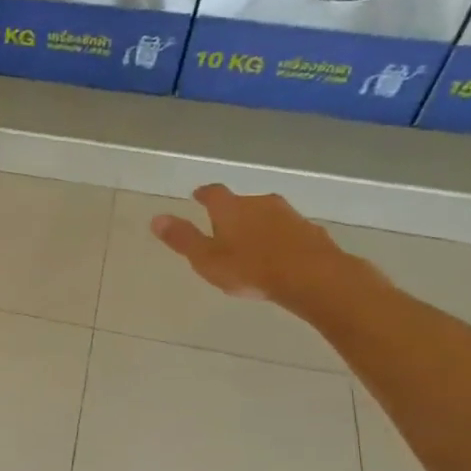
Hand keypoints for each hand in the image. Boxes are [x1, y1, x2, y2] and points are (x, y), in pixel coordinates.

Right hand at [150, 185, 374, 311]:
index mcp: (231, 208)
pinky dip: (281, 239)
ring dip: (258, 225)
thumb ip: (182, 239)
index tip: (197, 196)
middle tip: (223, 226)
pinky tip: (280, 255)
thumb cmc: (250, 268)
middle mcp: (260, 203)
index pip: (213, 193)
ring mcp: (290, 216)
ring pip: (268, 215)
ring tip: (251, 243)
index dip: (204, 194)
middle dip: (233, 212)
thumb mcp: (206, 259)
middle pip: (242, 202)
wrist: (313, 277)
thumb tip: (156, 218)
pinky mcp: (312, 232)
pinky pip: (290, 231)